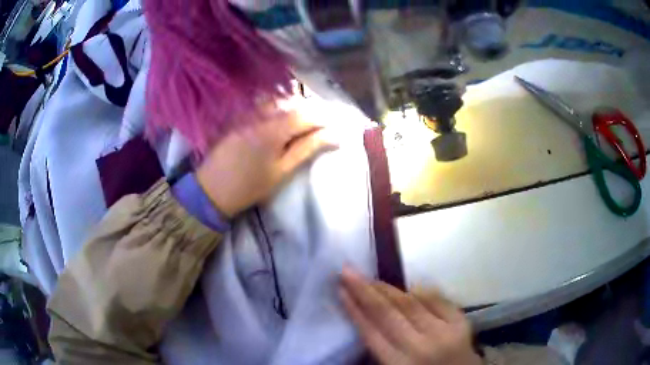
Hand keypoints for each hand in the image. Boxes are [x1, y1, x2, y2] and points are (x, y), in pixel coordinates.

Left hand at [196, 107, 336, 216]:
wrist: (212, 190)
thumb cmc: (250, 185)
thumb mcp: (282, 170)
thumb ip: (308, 148)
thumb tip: (335, 136)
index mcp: (273, 129)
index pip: (306, 114)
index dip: (324, 118)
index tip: (335, 126)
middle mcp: (260, 114)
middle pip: (293, 103)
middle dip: (310, 111)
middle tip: (321, 125)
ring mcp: (247, 113)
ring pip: (278, 101)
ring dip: (294, 108)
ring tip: (302, 123)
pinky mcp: (238, 116)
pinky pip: (263, 105)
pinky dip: (277, 108)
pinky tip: (280, 120)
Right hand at [340, 267, 481, 364]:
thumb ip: (381, 349)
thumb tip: (367, 318)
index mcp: (399, 364)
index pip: (371, 332)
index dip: (354, 310)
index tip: (340, 291)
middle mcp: (421, 346)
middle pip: (387, 314)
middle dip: (364, 291)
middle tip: (348, 271)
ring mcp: (444, 331)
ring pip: (410, 303)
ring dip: (388, 288)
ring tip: (370, 277)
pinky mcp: (460, 322)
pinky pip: (437, 299)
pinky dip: (421, 291)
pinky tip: (408, 286)